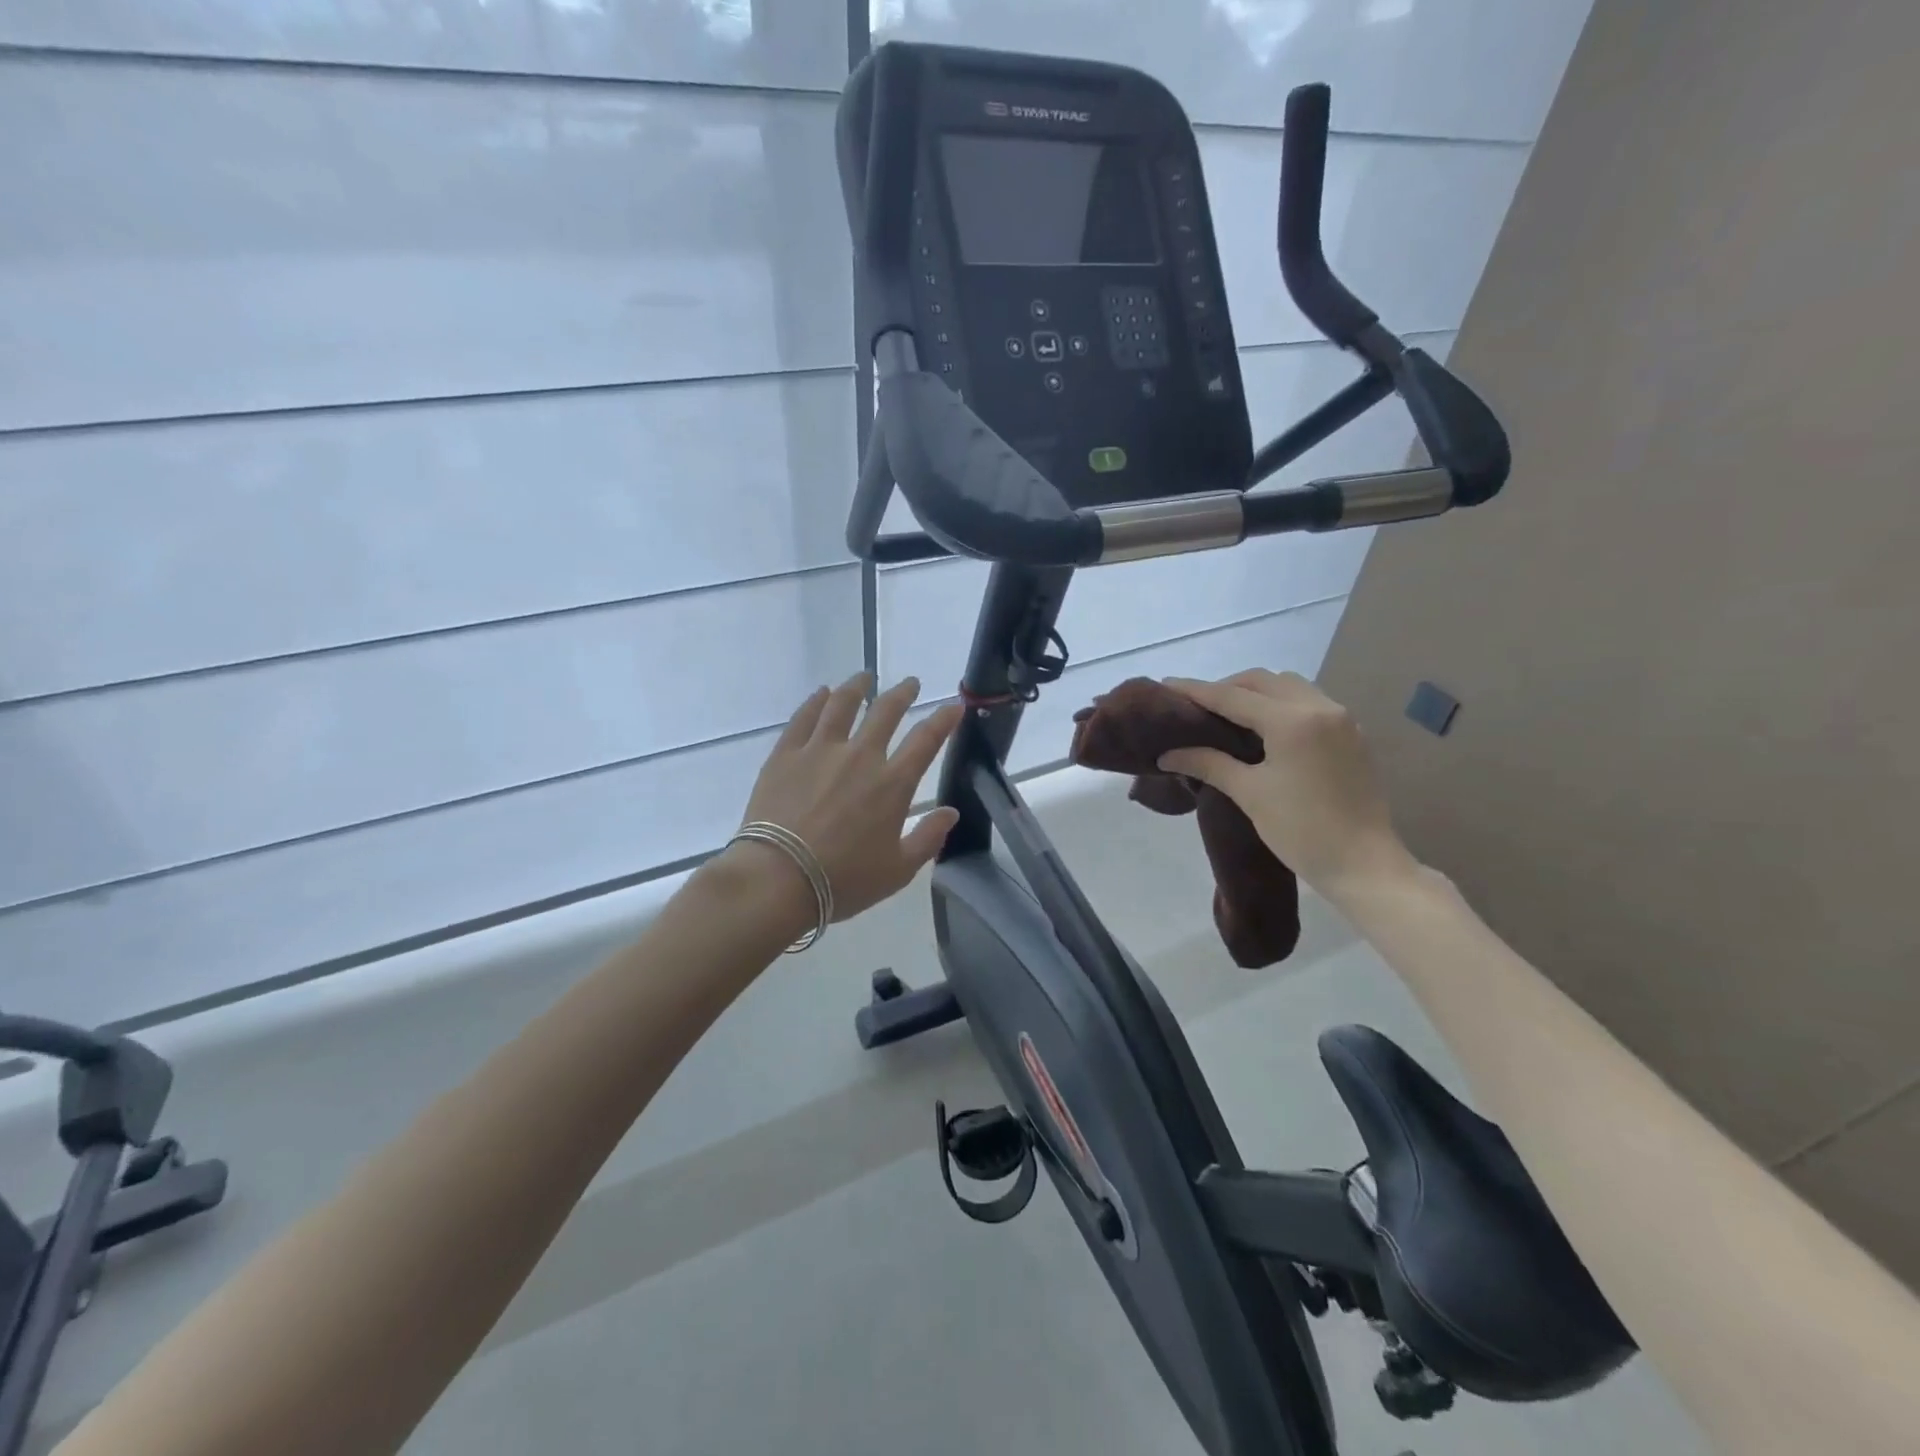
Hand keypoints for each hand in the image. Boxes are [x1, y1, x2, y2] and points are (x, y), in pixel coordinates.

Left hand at [726, 674, 963, 924]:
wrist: (777, 878)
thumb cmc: (842, 881)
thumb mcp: (897, 870)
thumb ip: (928, 838)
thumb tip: (950, 812)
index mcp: (892, 784)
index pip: (926, 740)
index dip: (944, 719)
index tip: (954, 705)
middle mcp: (860, 756)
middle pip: (886, 711)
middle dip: (902, 693)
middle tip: (909, 684)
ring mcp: (820, 750)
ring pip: (842, 704)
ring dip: (857, 687)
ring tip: (864, 678)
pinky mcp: (786, 753)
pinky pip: (804, 717)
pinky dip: (816, 701)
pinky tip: (821, 694)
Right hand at [1158, 670, 1417, 901]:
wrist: (1365, 866)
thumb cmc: (1302, 830)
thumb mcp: (1250, 794)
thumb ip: (1208, 764)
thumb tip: (1168, 754)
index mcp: (1292, 721)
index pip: (1233, 696)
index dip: (1196, 690)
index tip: (1167, 685)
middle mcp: (1320, 708)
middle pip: (1263, 682)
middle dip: (1228, 687)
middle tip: (1198, 706)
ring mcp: (1342, 720)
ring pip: (1290, 687)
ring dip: (1257, 693)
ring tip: (1230, 716)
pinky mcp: (1352, 736)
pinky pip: (1310, 703)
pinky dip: (1281, 705)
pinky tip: (1266, 729)